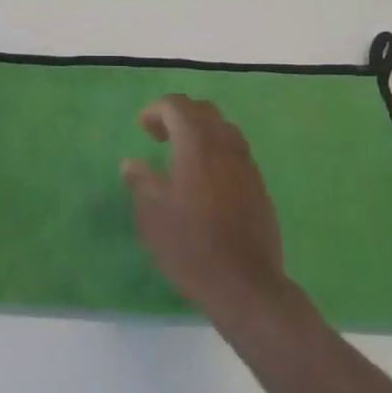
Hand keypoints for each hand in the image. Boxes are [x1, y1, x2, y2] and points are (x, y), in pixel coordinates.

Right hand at [123, 95, 288, 317]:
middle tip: (160, 137)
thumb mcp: (152, 215)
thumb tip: (131, 163)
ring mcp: (247, 165)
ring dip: (201, 132)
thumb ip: (140, 181)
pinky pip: (236, 152)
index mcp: (197, 145)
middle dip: (179, 115)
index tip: (142, 129)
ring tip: (182, 157)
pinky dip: (217, 152)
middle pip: (204, 111)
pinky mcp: (259, 186)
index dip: (156, 110)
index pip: (177, 106)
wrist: (245, 286)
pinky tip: (205, 181)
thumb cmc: (191, 246)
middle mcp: (225, 146)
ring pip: (224, 129)